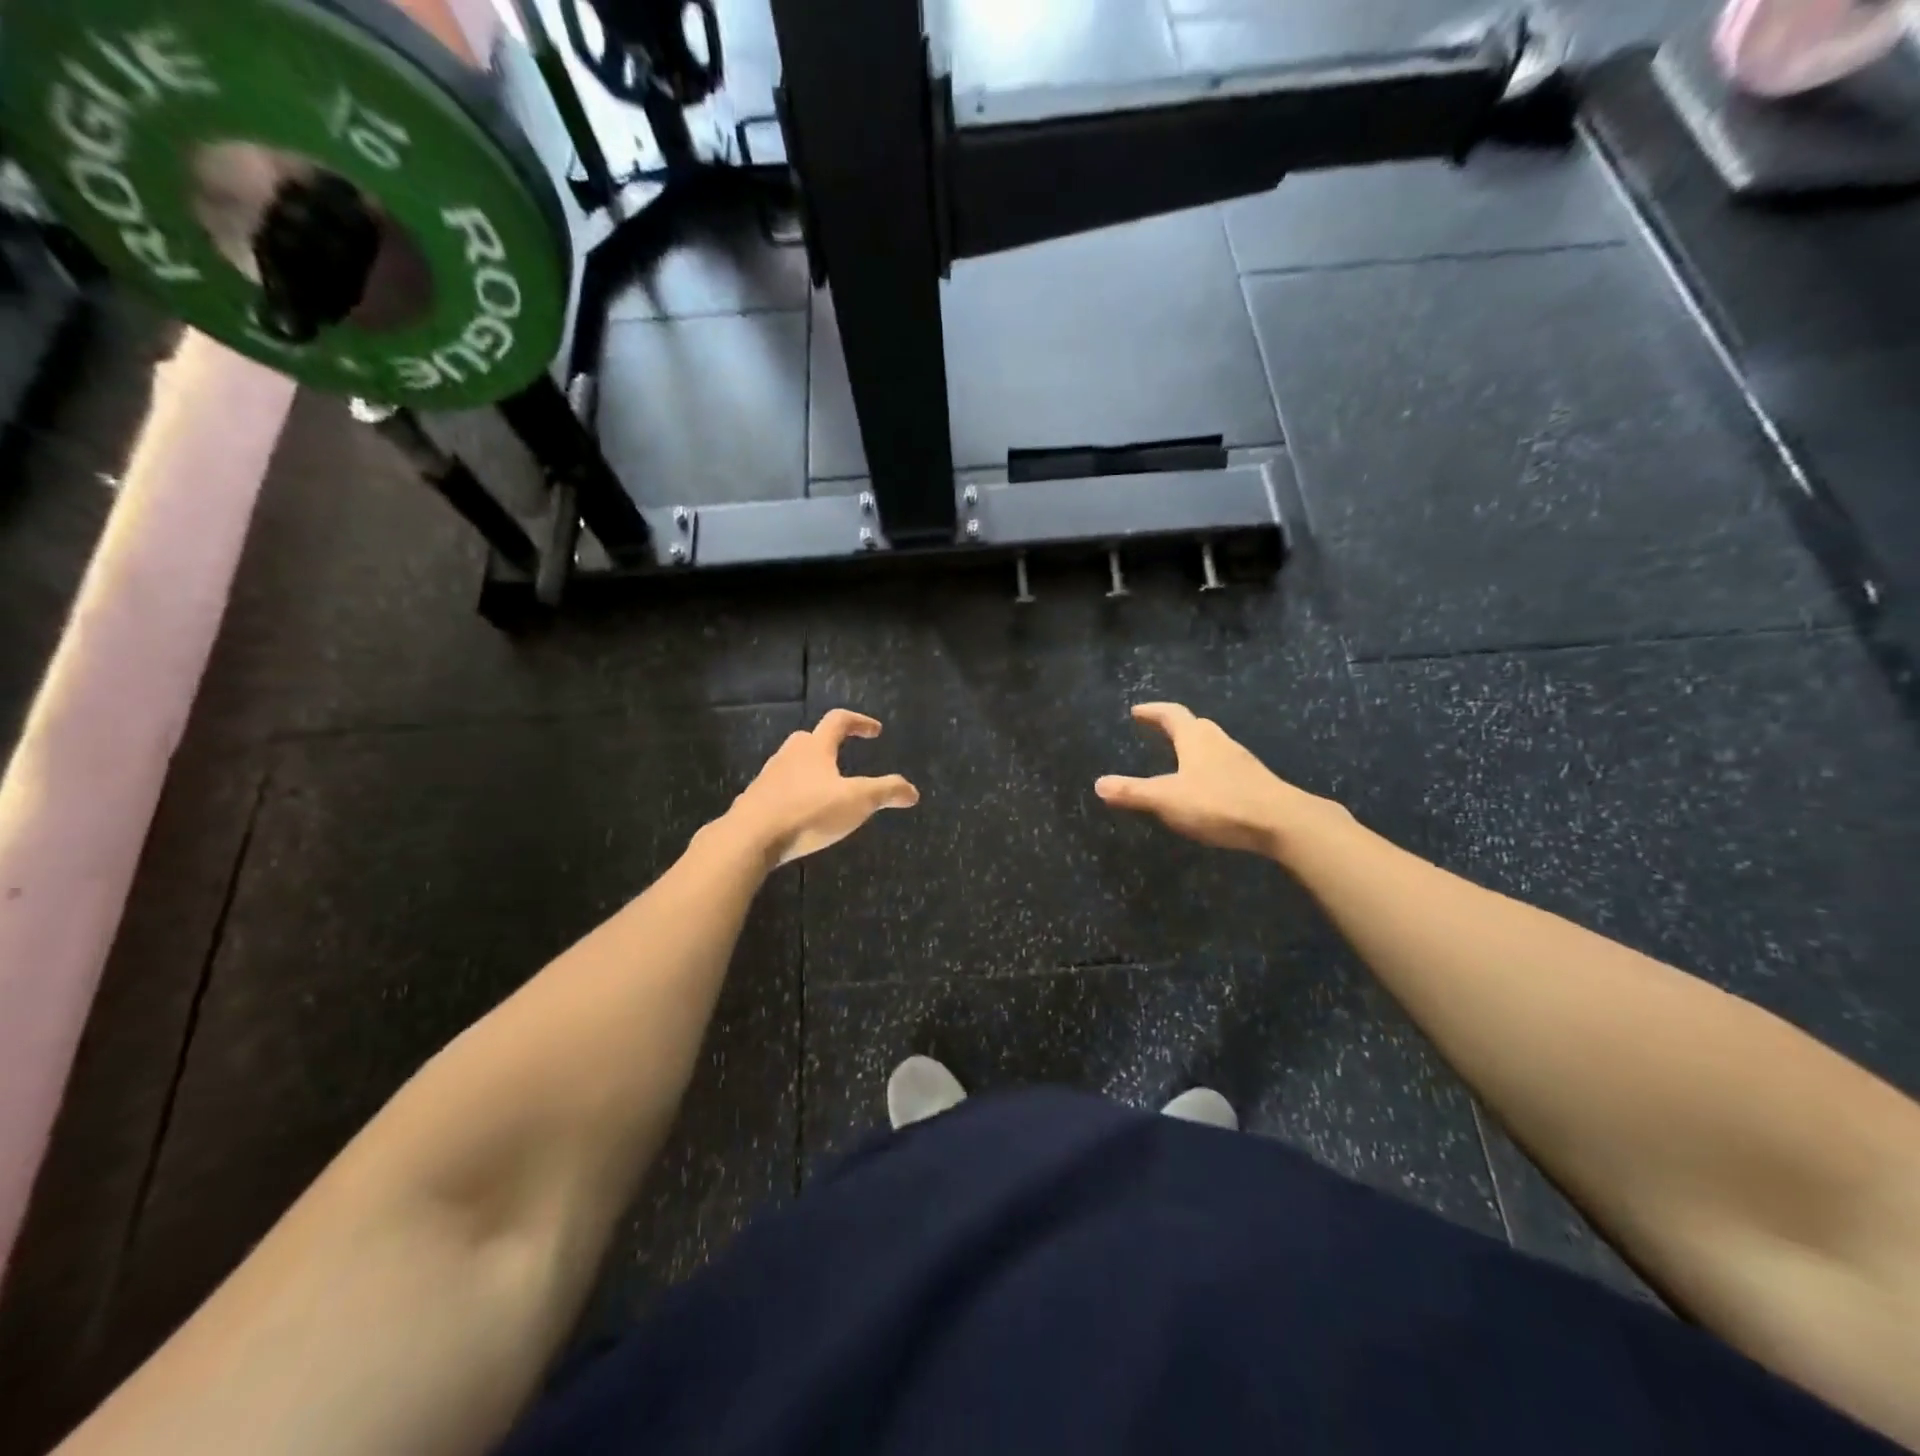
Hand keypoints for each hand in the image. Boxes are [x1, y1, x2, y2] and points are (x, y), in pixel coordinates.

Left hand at [726, 710, 919, 867]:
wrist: (750, 838)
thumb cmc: (808, 812)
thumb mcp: (857, 802)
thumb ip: (886, 792)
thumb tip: (913, 791)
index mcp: (815, 748)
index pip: (838, 720)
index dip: (859, 722)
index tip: (875, 731)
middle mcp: (789, 755)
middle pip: (810, 739)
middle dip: (829, 745)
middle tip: (844, 758)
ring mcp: (768, 778)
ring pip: (792, 764)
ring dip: (810, 770)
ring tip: (825, 791)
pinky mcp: (755, 801)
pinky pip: (778, 790)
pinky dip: (793, 795)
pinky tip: (801, 814)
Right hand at [1095, 702, 1344, 858]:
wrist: (1282, 822)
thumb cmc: (1219, 803)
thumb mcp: (1167, 799)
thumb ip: (1132, 792)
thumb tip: (1098, 783)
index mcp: (1195, 738)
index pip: (1171, 714)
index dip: (1152, 711)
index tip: (1137, 710)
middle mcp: (1219, 742)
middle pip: (1195, 726)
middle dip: (1175, 726)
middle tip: (1158, 731)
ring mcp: (1240, 761)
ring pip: (1213, 745)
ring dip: (1194, 747)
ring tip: (1179, 759)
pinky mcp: (1254, 781)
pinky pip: (1225, 766)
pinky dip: (1209, 769)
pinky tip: (1206, 788)